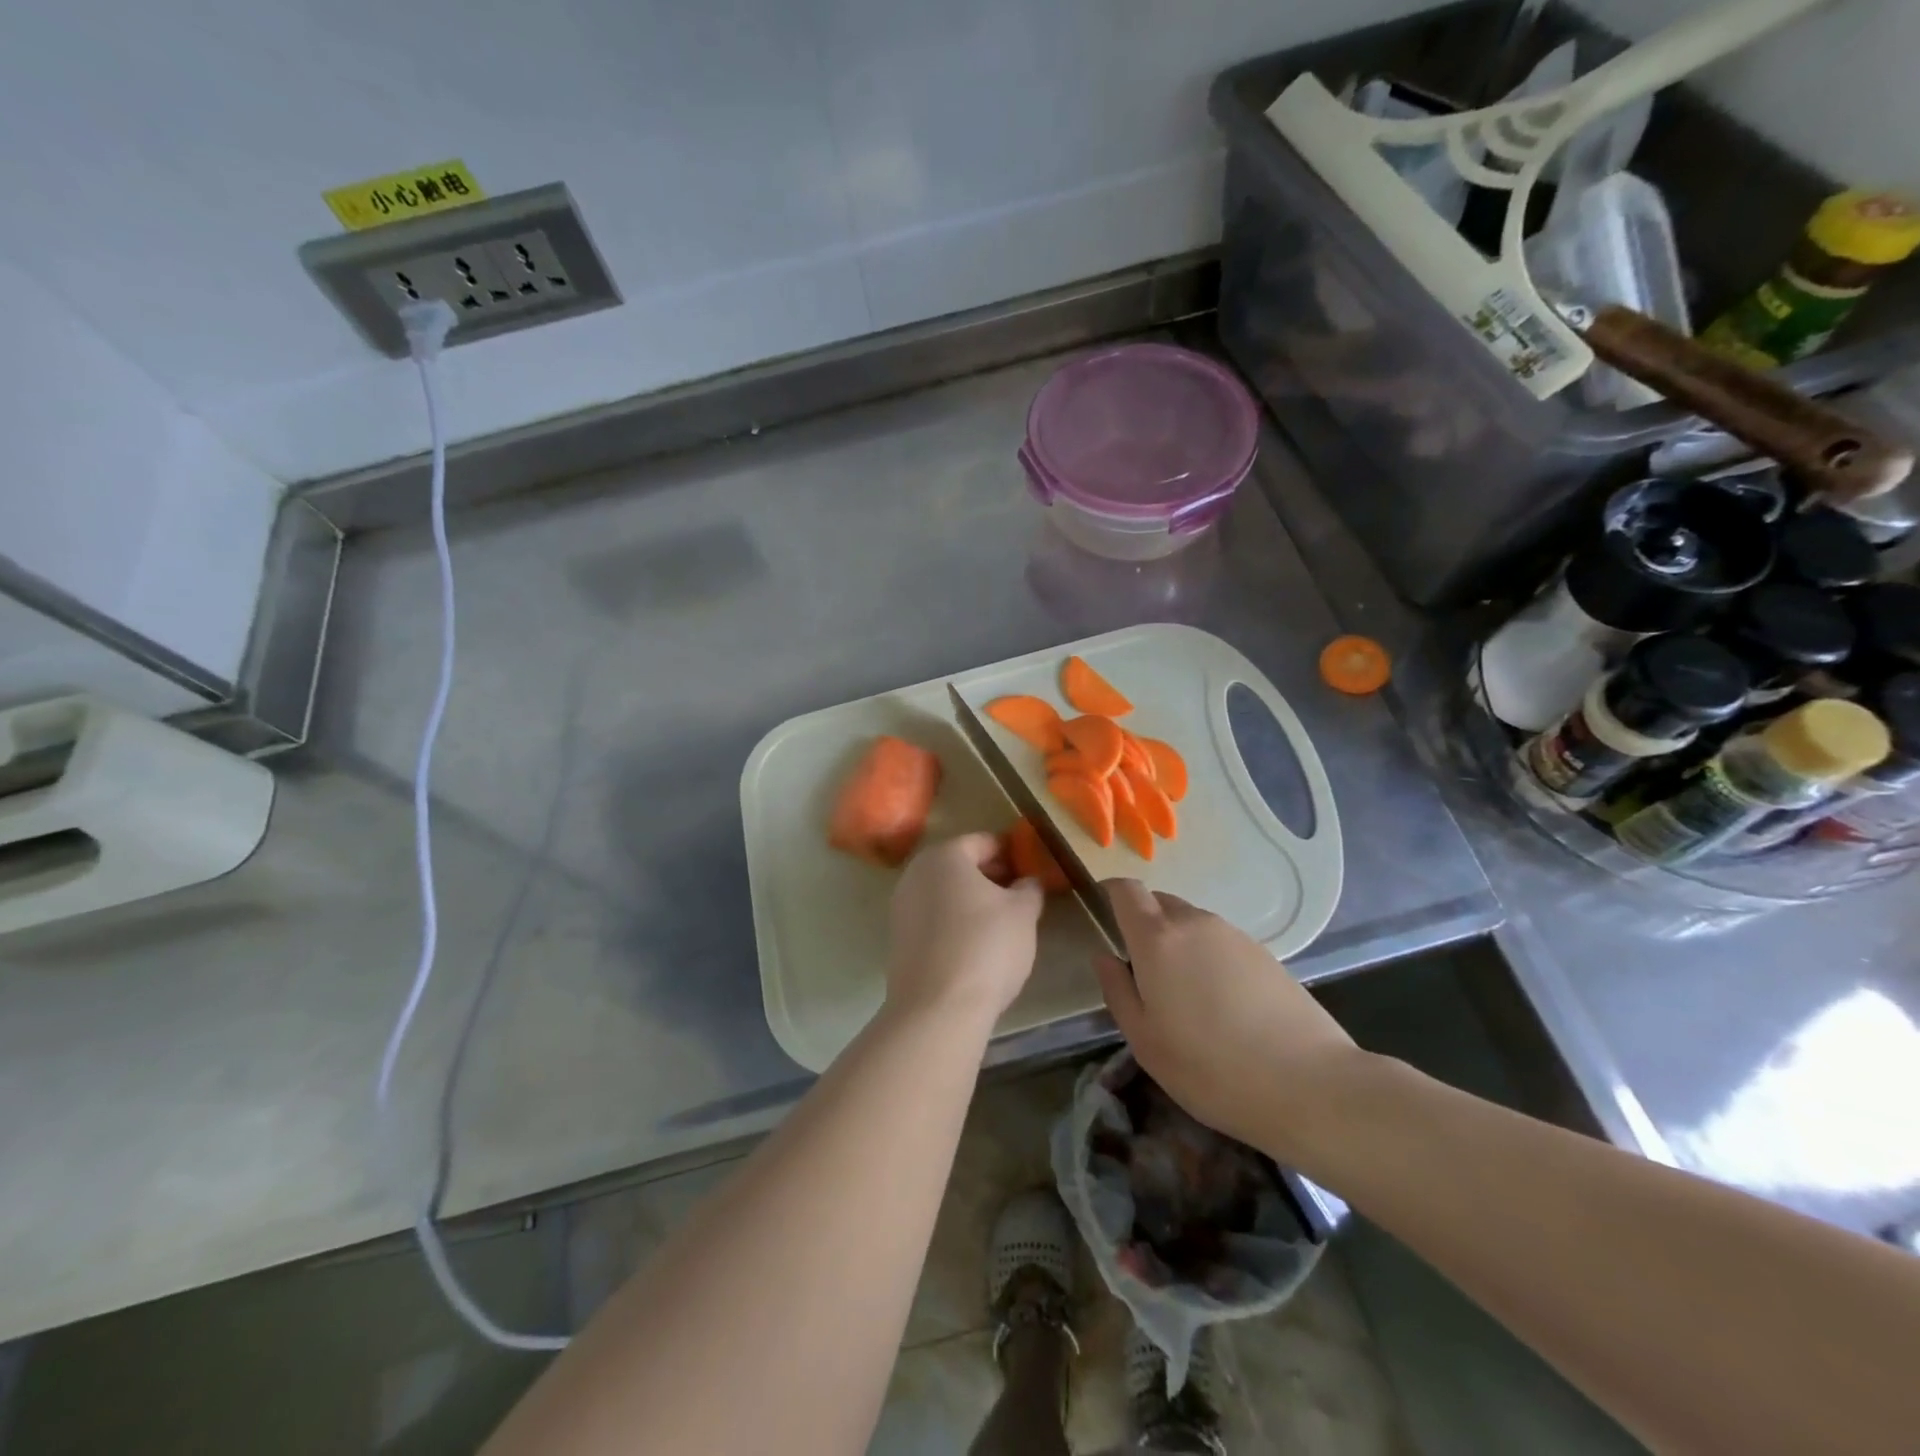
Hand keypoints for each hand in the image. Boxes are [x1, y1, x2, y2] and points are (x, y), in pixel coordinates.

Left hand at [885, 833, 1045, 1027]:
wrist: (937, 1008)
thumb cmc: (986, 946)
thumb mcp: (1023, 913)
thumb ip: (1029, 889)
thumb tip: (1027, 882)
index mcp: (945, 855)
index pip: (983, 842)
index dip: (1011, 853)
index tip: (1032, 869)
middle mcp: (916, 873)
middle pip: (960, 866)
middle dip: (991, 876)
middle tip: (1021, 895)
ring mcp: (902, 906)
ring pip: (945, 892)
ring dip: (972, 900)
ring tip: (1002, 923)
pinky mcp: (898, 939)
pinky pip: (933, 918)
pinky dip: (954, 922)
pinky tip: (976, 944)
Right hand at [1093, 880, 1368, 1161]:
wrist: (1310, 1085)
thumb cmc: (1211, 1068)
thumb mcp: (1145, 1040)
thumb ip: (1117, 990)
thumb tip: (1104, 956)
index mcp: (1158, 938)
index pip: (1127, 890)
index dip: (1111, 894)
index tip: (1104, 915)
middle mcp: (1195, 923)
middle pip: (1160, 903)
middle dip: (1144, 924)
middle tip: (1143, 972)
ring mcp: (1235, 935)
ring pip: (1192, 924)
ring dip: (1179, 943)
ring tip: (1186, 996)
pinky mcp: (1266, 954)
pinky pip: (1221, 942)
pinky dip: (1209, 958)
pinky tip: (1223, 1005)